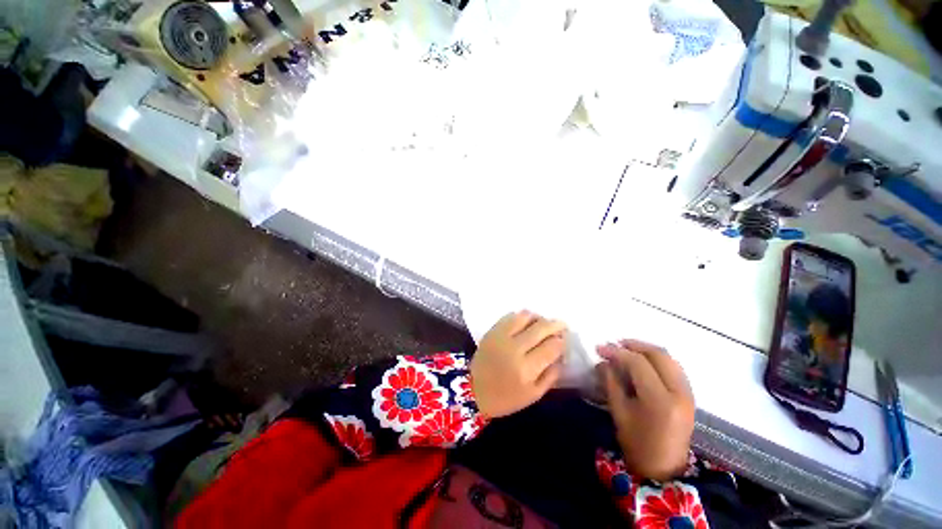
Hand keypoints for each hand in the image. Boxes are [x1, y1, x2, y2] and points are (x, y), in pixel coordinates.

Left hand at [471, 311, 566, 417]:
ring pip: (526, 317)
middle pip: (541, 327)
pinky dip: (522, 317)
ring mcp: (501, 336)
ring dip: (539, 318)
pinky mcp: (492, 330)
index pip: (552, 346)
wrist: (473, 390)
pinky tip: (526, 322)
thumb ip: (551, 375)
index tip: (564, 340)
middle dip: (555, 324)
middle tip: (562, 325)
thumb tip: (562, 355)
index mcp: (527, 369)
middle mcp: (515, 348)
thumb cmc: (506, 397)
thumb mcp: (534, 394)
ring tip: (543, 323)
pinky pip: (511, 316)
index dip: (562, 341)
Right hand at [598, 340, 694, 480]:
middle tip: (614, 345)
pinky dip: (657, 359)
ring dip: (646, 350)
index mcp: (660, 400)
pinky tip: (642, 362)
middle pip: (658, 355)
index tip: (599, 349)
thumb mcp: (618, 411)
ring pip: (669, 358)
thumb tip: (603, 360)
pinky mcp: (689, 395)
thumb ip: (611, 381)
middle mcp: (679, 393)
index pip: (638, 363)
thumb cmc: (636, 443)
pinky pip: (674, 367)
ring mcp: (688, 393)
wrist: (664, 469)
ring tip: (626, 350)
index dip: (616, 352)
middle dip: (633, 345)